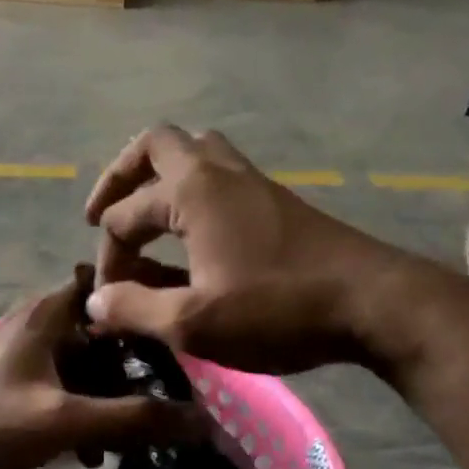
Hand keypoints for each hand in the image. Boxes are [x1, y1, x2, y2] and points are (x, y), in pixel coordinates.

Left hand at [0, 268, 202, 468]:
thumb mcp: (66, 421)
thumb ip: (132, 419)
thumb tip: (200, 421)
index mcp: (48, 313)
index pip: (106, 287)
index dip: (142, 305)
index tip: (174, 334)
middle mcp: (35, 322)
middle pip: (99, 334)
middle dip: (128, 369)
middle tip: (158, 402)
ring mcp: (19, 352)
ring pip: (79, 365)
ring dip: (103, 398)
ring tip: (123, 441)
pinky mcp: (7, 380)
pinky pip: (57, 386)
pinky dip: (76, 410)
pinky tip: (86, 452)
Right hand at [84, 125, 426, 375]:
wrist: (373, 303)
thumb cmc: (277, 309)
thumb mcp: (194, 323)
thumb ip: (135, 309)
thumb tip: (96, 301)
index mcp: (191, 192)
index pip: (125, 215)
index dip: (107, 259)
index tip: (109, 301)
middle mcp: (218, 172)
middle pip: (155, 146)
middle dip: (120, 178)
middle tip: (103, 216)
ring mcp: (251, 182)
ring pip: (193, 152)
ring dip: (159, 177)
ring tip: (144, 217)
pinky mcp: (275, 201)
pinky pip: (218, 176)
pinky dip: (190, 193)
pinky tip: (190, 236)